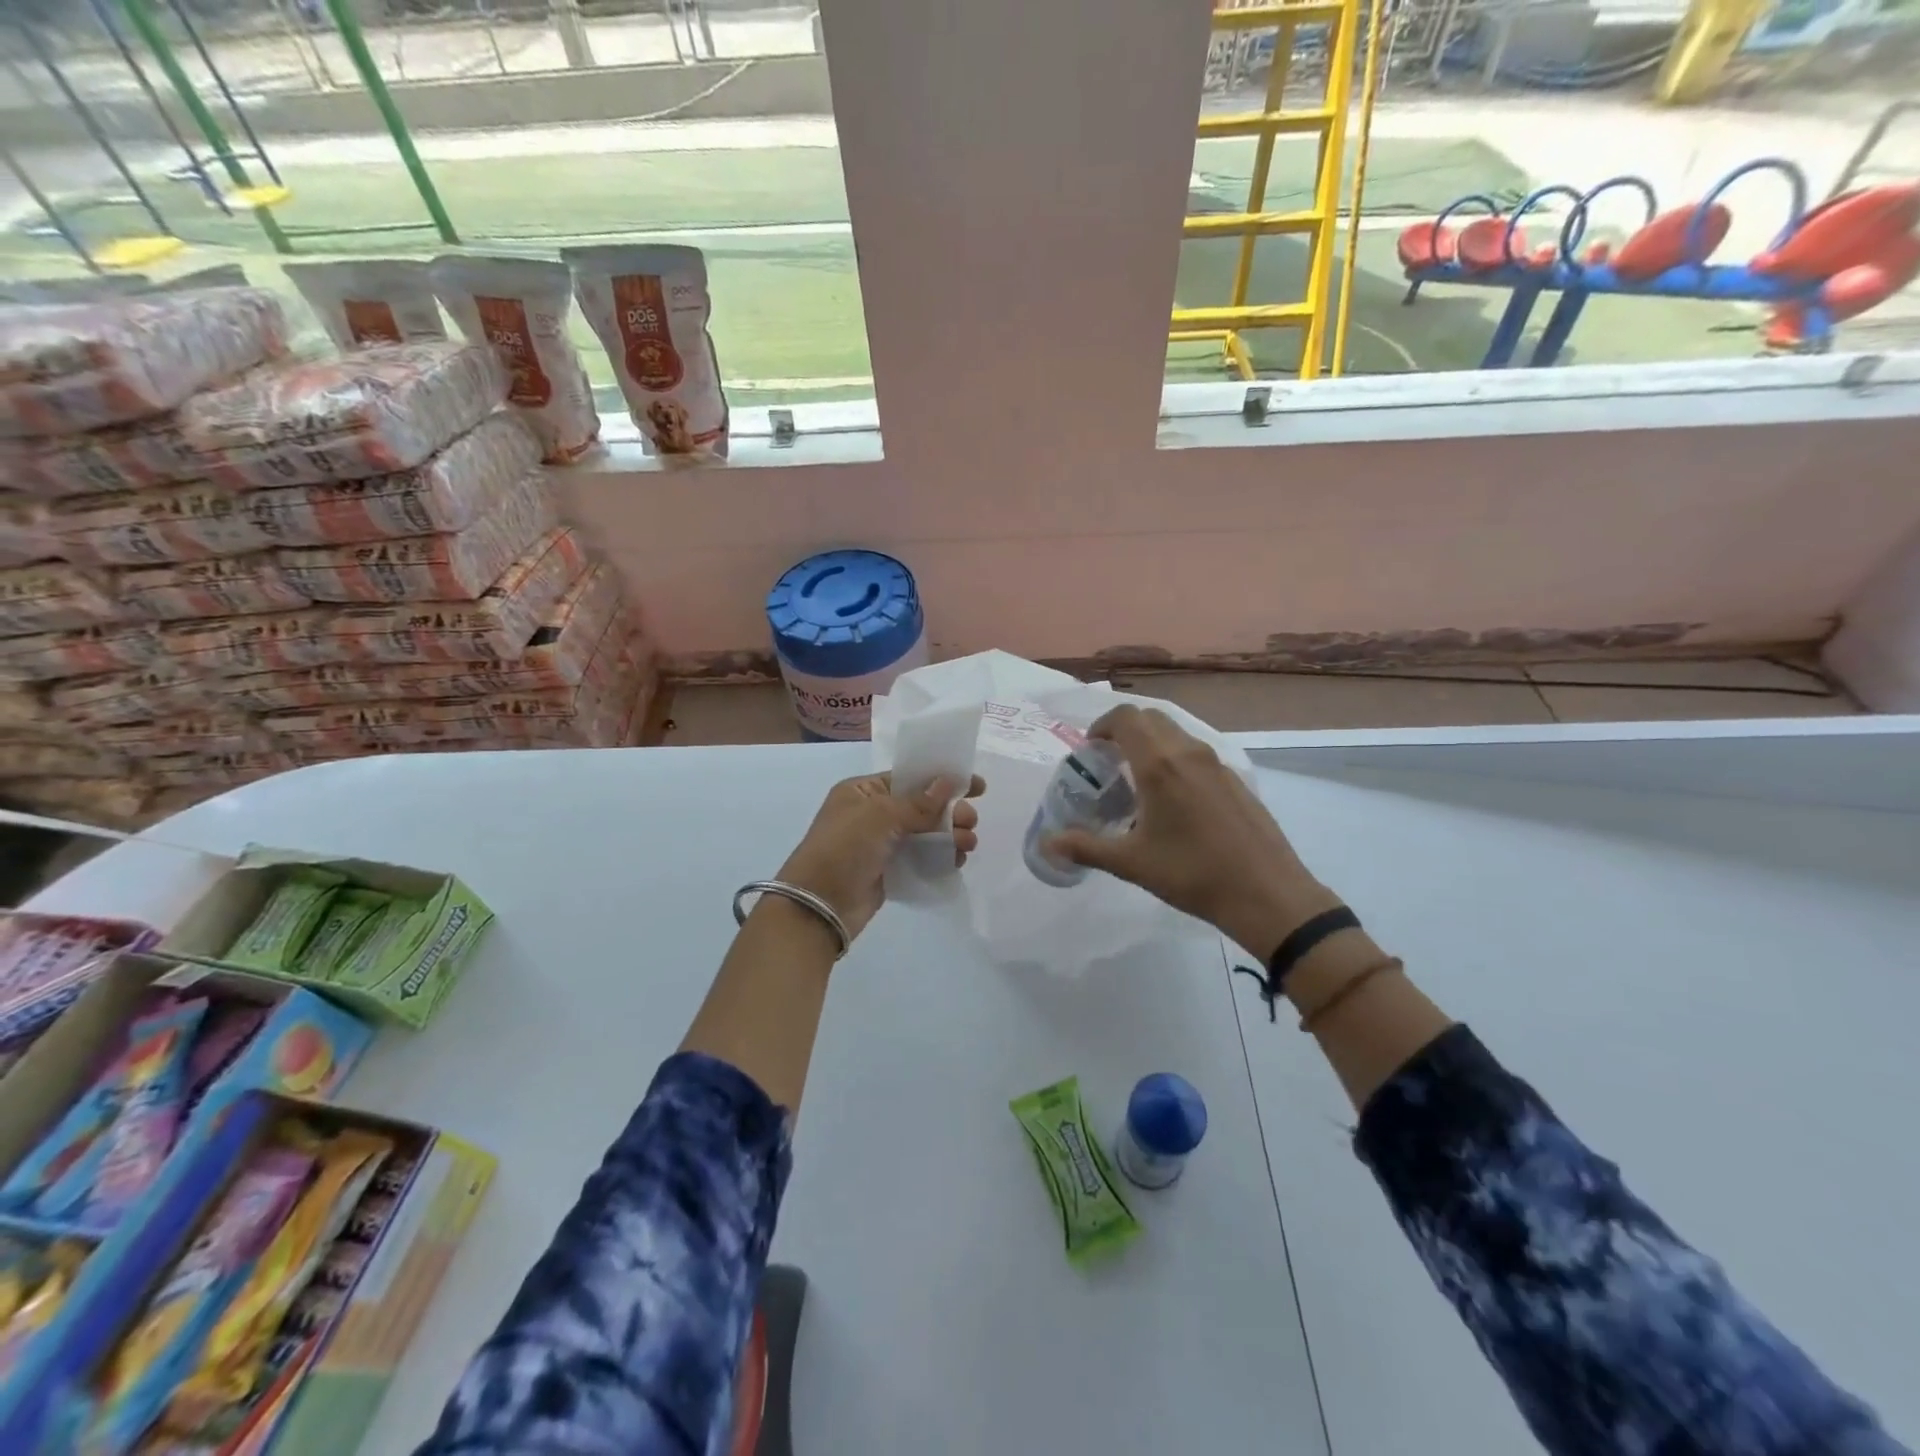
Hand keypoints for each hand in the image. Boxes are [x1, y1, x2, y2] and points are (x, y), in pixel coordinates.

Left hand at [776, 772, 984, 940]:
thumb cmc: (843, 849)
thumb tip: (949, 782)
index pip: (910, 778)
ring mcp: (881, 844)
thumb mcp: (880, 816)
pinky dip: (940, 857)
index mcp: (863, 791)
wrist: (818, 906)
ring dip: (950, 836)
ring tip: (968, 845)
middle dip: (951, 812)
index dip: (943, 779)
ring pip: (925, 833)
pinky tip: (956, 861)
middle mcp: (872, 814)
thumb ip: (918, 802)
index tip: (977, 786)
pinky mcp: (889, 871)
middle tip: (971, 823)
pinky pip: (921, 858)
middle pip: (922, 806)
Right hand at [1046, 705, 1338, 958]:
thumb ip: (1086, 848)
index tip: (1091, 750)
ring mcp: (1217, 764)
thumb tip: (1047, 844)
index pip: (1126, 717)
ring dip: (1152, 744)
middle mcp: (1189, 753)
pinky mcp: (1235, 780)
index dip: (1103, 725)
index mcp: (1160, 765)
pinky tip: (1175, 802)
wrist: (1266, 894)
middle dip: (1125, 731)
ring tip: (1139, 782)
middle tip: (1110, 763)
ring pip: (1177, 734)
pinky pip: (1197, 753)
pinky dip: (1176, 760)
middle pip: (1151, 718)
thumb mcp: (1131, 863)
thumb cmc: (1192, 874)